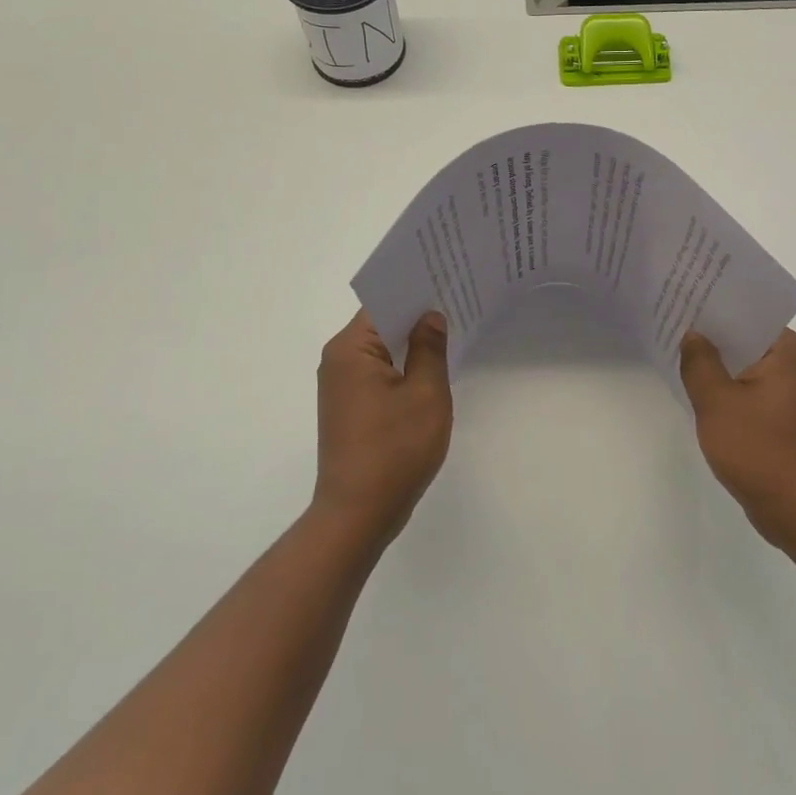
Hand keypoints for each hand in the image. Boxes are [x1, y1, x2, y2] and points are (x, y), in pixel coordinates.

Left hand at [313, 310, 452, 547]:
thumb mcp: (426, 394)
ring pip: (380, 349)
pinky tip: (430, 368)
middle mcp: (338, 360)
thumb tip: (431, 316)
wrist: (358, 514)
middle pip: (380, 323)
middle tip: (457, 301)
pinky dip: (401, 366)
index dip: (416, 291)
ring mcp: (340, 385)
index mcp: (350, 349)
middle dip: (416, 315)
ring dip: (410, 342)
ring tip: (450, 330)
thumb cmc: (395, 450)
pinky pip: (377, 371)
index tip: (447, 279)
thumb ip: (430, 348)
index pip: (383, 302)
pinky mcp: (348, 406)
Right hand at [680, 328, 795, 556]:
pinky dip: (728, 389)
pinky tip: (699, 393)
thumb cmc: (761, 451)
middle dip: (711, 336)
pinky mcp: (786, 417)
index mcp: (789, 350)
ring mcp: (794, 392)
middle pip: (746, 338)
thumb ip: (699, 362)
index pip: (746, 314)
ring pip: (746, 365)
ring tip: (678, 354)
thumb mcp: (717, 402)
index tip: (681, 301)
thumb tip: (692, 335)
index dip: (711, 308)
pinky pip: (750, 389)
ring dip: (718, 365)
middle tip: (671, 325)